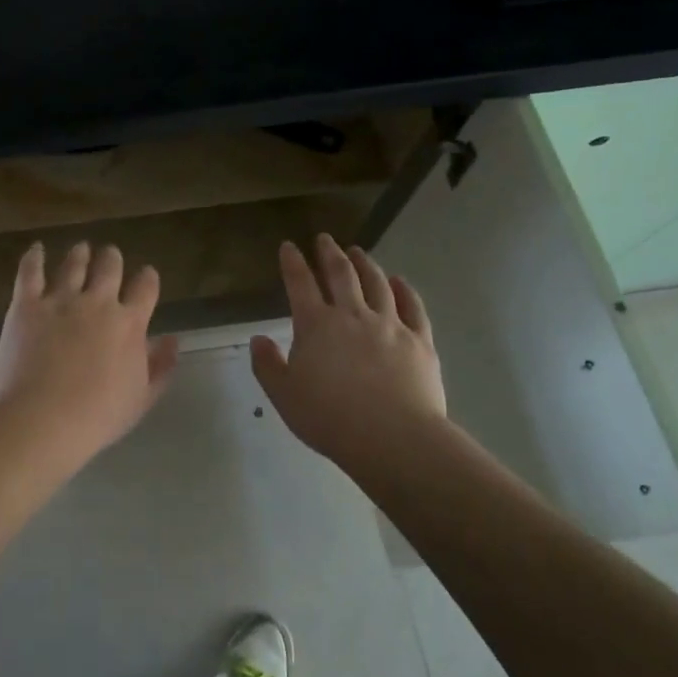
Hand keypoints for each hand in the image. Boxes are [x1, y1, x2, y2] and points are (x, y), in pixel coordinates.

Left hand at [0, 241, 179, 469]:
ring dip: (80, 254)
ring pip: (73, 264)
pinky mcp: (26, 304)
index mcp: (129, 324)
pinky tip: (37, 249)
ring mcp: (60, 300)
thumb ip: (160, 366)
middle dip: (112, 258)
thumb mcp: (141, 398)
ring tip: (81, 248)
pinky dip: (34, 257)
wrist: (43, 418)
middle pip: (109, 268)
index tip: (147, 274)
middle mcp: (98, 302)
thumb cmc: (98, 416)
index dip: (147, 278)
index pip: (145, 289)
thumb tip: (174, 340)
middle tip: (110, 255)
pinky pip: (31, 271)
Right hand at [251, 235, 449, 477]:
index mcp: (316, 325)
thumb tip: (258, 339)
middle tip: (325, 238)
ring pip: (377, 284)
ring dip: (365, 264)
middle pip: (341, 274)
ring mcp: (390, 325)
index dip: (292, 262)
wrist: (393, 437)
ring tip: (358, 252)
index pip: (300, 283)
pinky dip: (404, 290)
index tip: (288, 245)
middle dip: (329, 253)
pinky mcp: (419, 341)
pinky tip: (399, 281)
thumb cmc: (330, 418)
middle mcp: (352, 315)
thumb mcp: (284, 396)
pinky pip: (412, 307)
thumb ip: (268, 365)